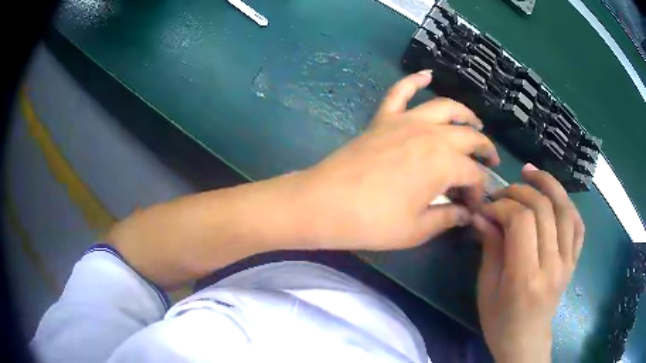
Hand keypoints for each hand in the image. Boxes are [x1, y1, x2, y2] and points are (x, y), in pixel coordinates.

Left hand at [295, 71, 499, 249]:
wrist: (324, 204)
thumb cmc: (373, 222)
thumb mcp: (417, 229)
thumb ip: (448, 218)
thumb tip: (467, 214)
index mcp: (444, 163)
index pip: (474, 175)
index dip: (479, 191)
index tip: (474, 207)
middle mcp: (431, 135)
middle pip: (468, 137)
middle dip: (485, 149)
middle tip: (490, 161)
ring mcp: (405, 121)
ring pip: (445, 107)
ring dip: (465, 114)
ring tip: (475, 123)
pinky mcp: (383, 118)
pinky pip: (400, 91)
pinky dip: (414, 80)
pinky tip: (426, 75)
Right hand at [472, 164, 584, 362]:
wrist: (525, 341)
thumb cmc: (499, 321)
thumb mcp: (486, 288)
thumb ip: (490, 248)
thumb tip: (483, 215)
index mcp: (525, 277)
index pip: (521, 221)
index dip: (503, 205)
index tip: (487, 206)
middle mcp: (552, 265)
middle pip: (543, 209)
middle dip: (520, 191)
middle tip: (502, 192)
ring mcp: (568, 262)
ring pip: (565, 210)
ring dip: (548, 185)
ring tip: (531, 173)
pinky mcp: (574, 261)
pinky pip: (578, 225)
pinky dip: (568, 204)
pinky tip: (555, 197)